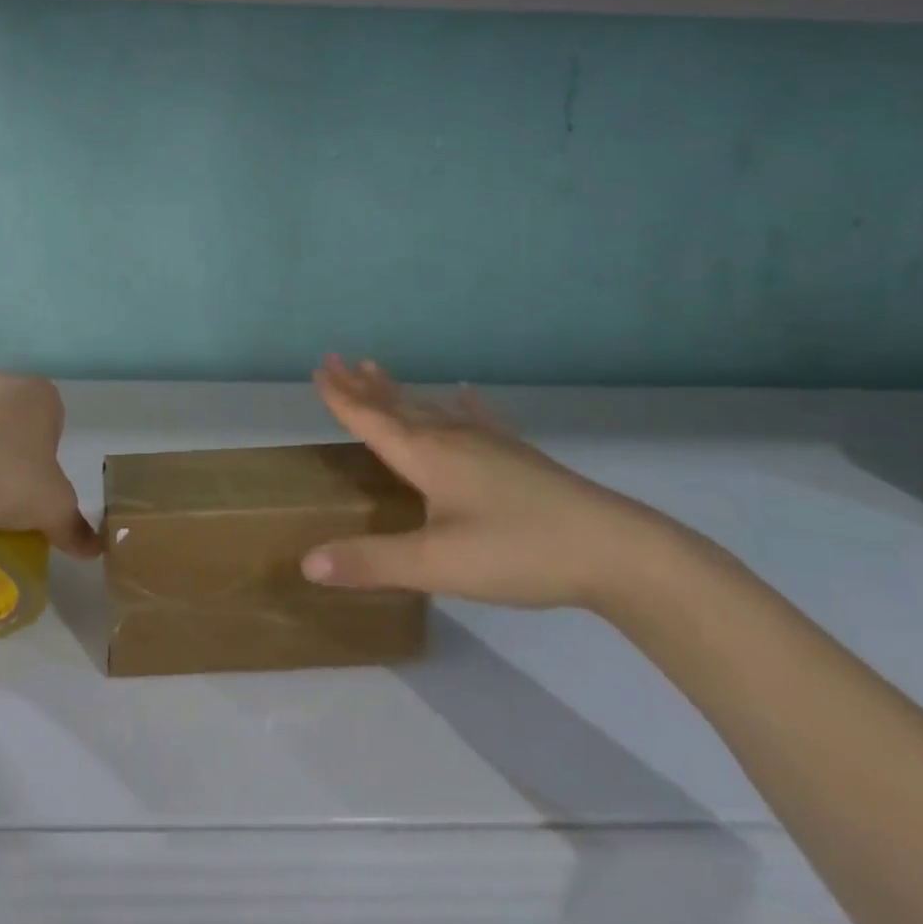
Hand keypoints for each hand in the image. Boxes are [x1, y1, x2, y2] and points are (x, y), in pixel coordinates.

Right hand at [301, 357, 678, 610]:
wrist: (615, 550)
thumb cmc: (518, 552)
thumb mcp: (437, 565)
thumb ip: (372, 562)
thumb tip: (307, 563)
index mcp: (426, 456)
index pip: (372, 419)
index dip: (342, 397)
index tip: (320, 367)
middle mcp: (452, 439)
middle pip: (397, 405)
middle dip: (363, 385)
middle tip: (337, 359)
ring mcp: (489, 445)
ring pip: (431, 408)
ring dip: (399, 391)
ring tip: (377, 371)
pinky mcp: (518, 457)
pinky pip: (479, 420)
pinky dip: (465, 405)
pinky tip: (465, 392)